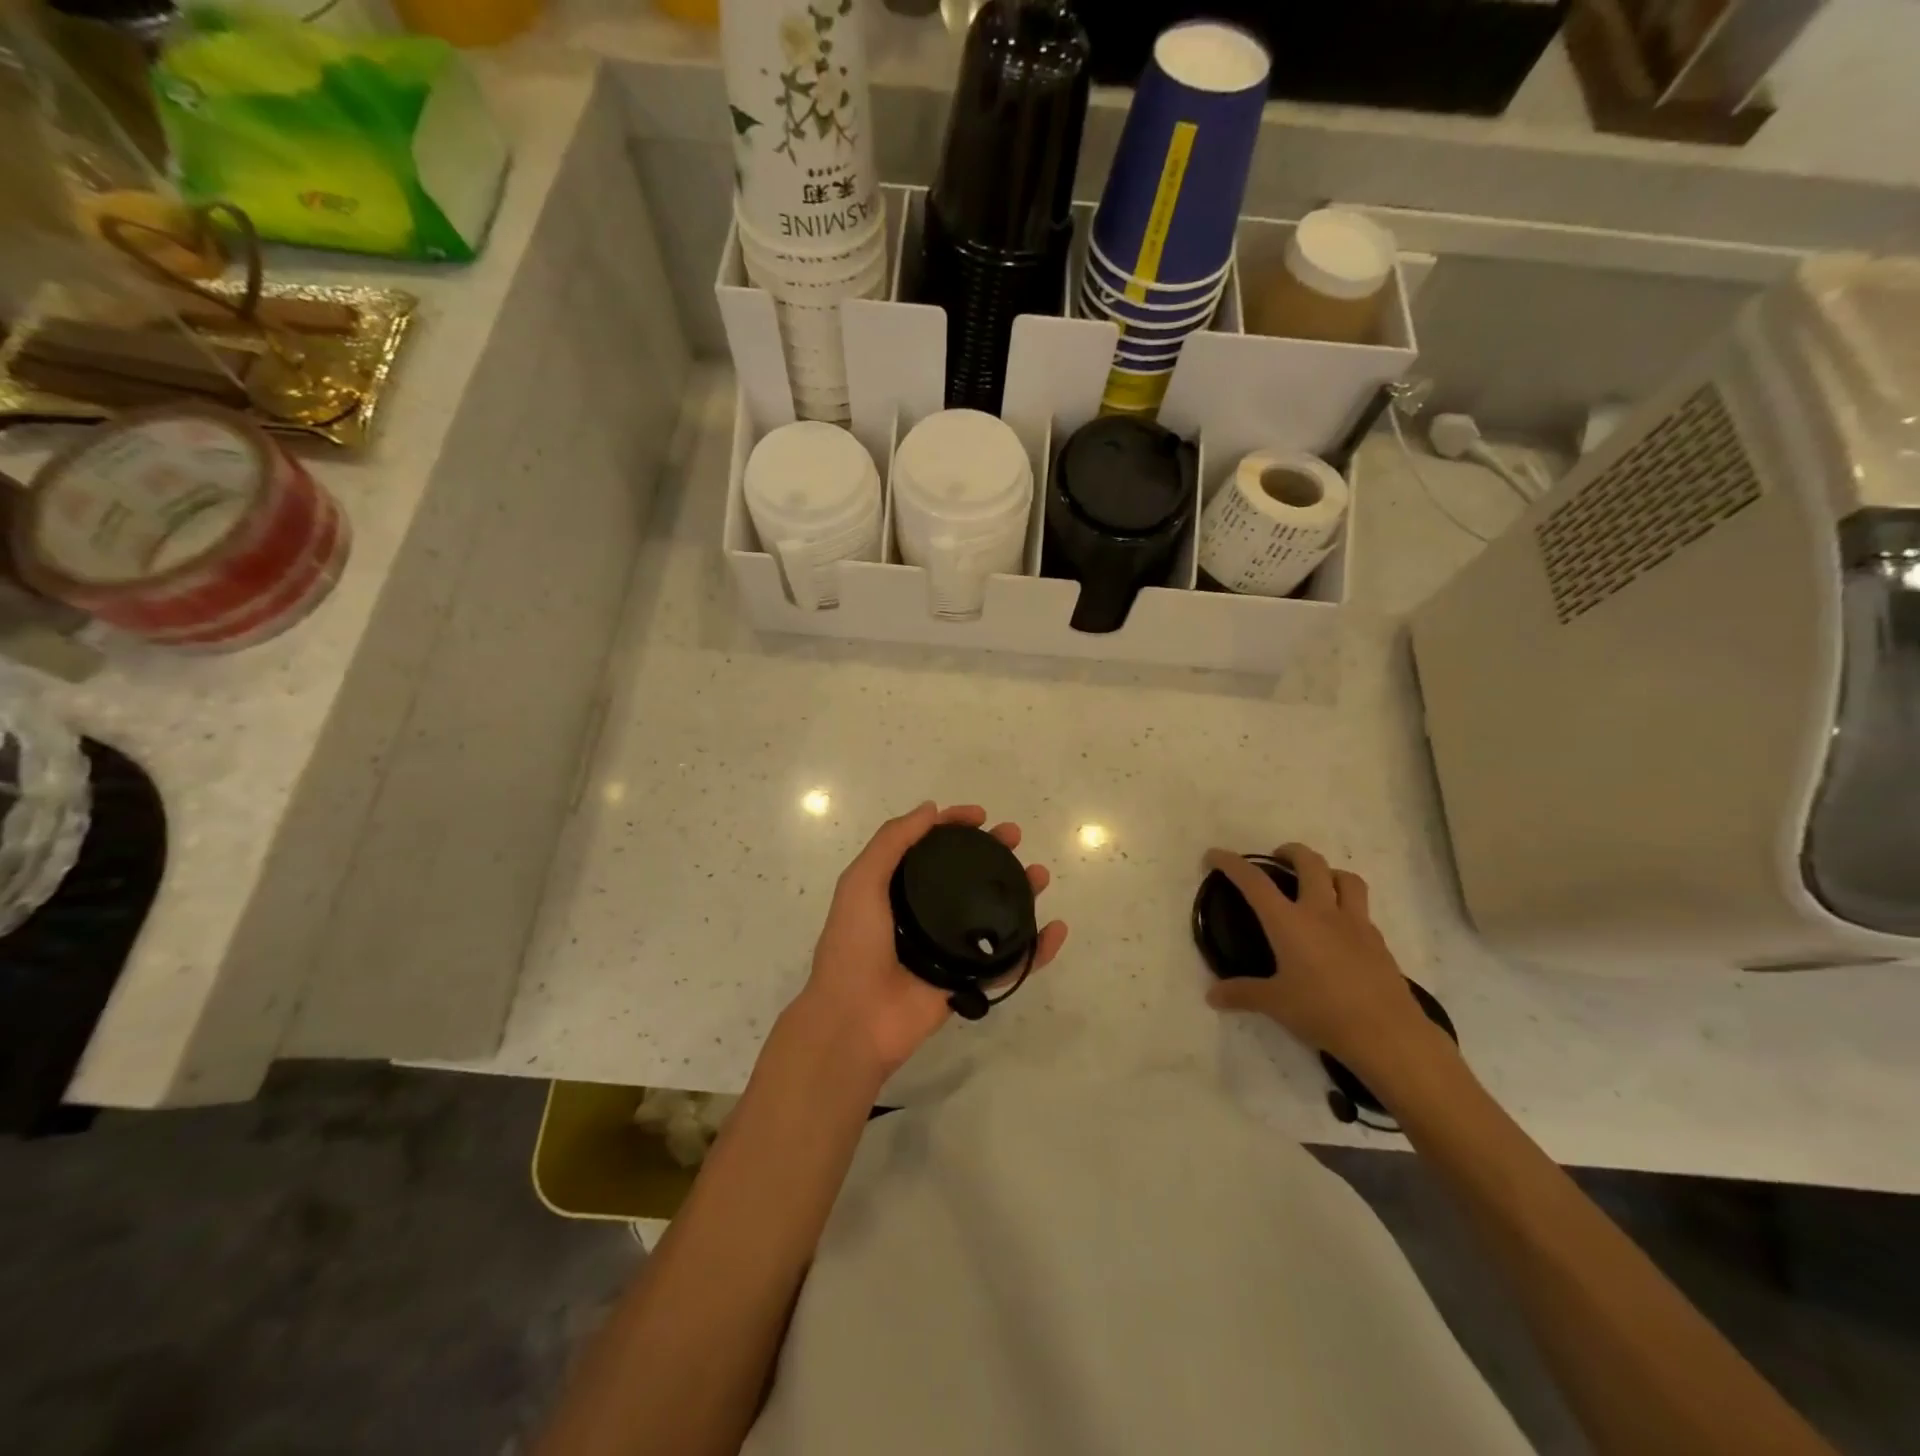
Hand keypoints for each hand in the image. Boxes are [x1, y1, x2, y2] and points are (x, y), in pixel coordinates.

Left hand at [795, 802, 1067, 1079]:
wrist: (856, 1018)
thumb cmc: (854, 944)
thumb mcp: (861, 882)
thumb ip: (892, 842)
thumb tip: (931, 809)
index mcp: (899, 891)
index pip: (933, 849)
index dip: (955, 827)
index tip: (980, 816)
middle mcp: (926, 915)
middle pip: (968, 877)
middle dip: (993, 853)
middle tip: (1015, 838)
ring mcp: (950, 949)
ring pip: (994, 915)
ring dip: (1020, 892)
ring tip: (1040, 876)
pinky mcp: (969, 982)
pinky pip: (1010, 964)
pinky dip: (1037, 950)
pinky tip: (1056, 930)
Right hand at [1203, 842, 1446, 1079]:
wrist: (1388, 1034)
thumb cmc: (1322, 1012)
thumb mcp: (1275, 1004)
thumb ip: (1243, 993)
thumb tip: (1212, 996)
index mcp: (1289, 922)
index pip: (1254, 882)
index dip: (1232, 864)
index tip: (1215, 855)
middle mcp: (1322, 913)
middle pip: (1311, 864)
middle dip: (1291, 852)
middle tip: (1278, 859)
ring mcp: (1356, 924)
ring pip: (1347, 879)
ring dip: (1329, 872)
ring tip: (1317, 883)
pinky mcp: (1379, 942)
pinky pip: (1363, 910)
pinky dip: (1348, 907)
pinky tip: (1340, 929)